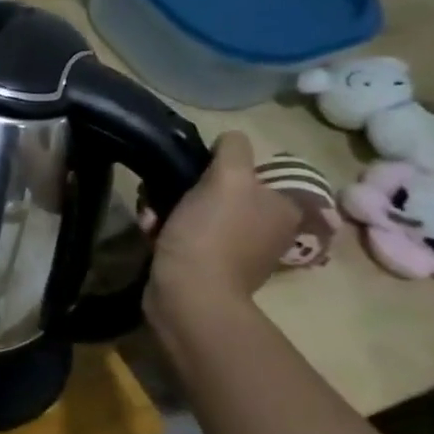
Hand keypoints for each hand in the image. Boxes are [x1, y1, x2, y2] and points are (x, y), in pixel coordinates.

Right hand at [147, 131, 299, 310]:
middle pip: (216, 192)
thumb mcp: (228, 178)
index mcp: (282, 208)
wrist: (189, 295)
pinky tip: (151, 234)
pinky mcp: (206, 268)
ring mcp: (235, 251)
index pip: (248, 172)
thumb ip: (233, 150)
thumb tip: (230, 138)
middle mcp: (265, 230)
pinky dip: (164, 232)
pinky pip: (182, 236)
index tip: (190, 174)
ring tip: (151, 218)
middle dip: (183, 190)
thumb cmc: (211, 234)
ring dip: (166, 210)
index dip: (214, 169)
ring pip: (194, 212)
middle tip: (162, 196)